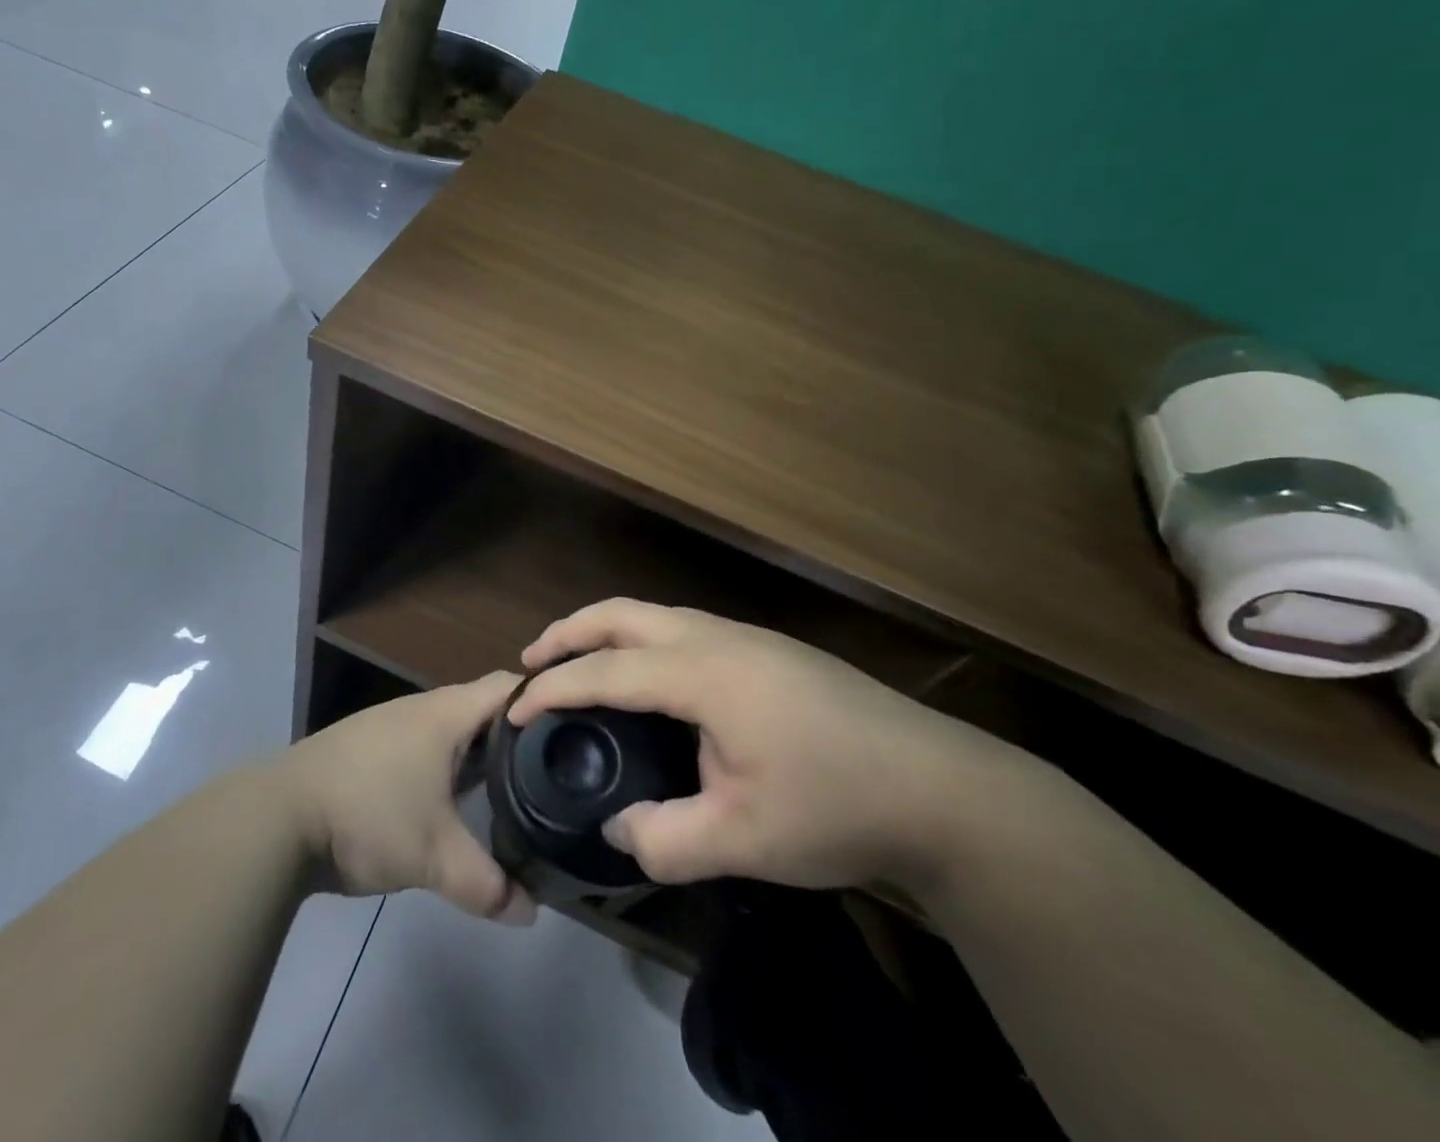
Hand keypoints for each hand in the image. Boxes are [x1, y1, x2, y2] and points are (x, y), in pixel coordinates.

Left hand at [278, 671, 536, 924]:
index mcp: (447, 713)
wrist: (279, 817)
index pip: (509, 686)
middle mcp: (423, 708)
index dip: (543, 701)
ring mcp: (393, 726)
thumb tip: (530, 913)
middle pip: (484, 709)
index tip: (575, 730)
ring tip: (512, 790)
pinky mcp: (370, 749)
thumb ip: (487, 885)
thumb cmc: (368, 815)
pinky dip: (448, 767)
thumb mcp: (433, 857)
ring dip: (479, 755)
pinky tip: (453, 802)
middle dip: (517, 736)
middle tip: (553, 770)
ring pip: (453, 731)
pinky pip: (426, 748)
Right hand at [512, 599, 1025, 892]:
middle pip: (624, 613)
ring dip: (608, 630)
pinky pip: (684, 627)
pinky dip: (643, 639)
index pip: (607, 670)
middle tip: (531, 660)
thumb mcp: (745, 841)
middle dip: (570, 631)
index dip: (553, 686)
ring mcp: (748, 637)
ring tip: (581, 662)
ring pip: (657, 614)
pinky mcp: (769, 650)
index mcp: (704, 673)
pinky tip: (650, 678)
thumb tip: (618, 829)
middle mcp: (718, 637)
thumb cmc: (837, 806)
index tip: (513, 709)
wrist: (942, 786)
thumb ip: (666, 840)